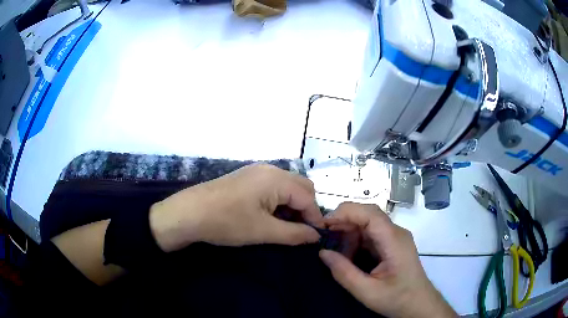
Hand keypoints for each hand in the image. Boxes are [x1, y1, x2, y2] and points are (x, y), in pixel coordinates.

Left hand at [149, 164, 322, 251]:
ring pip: (287, 186)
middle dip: (305, 209)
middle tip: (299, 231)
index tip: (315, 237)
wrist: (188, 213)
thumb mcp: (264, 231)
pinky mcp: (246, 177)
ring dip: (292, 205)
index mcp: (276, 179)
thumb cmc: (227, 222)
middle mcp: (269, 169)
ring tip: (284, 226)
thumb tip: (316, 236)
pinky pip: (272, 186)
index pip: (308, 197)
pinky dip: (278, 201)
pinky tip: (269, 215)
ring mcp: (256, 171)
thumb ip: (295, 234)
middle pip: (300, 187)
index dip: (315, 218)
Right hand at [319, 203, 455, 317]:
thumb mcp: (367, 292)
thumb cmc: (397, 299)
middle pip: (368, 215)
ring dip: (349, 233)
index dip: (346, 213)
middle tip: (323, 236)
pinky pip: (371, 234)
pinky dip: (356, 241)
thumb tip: (322, 252)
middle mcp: (396, 233)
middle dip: (344, 221)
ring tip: (335, 250)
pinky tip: (348, 255)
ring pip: (368, 223)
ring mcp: (395, 237)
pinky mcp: (392, 244)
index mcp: (394, 240)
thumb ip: (344, 272)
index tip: (324, 223)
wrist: (419, 304)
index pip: (370, 214)